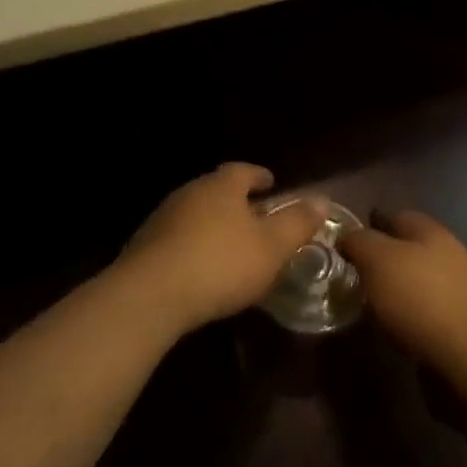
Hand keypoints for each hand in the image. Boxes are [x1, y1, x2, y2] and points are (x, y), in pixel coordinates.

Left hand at [123, 164, 326, 334]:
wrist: (149, 295)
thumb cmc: (220, 264)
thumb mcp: (271, 247)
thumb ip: (297, 223)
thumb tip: (321, 199)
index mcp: (222, 186)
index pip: (243, 170)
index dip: (259, 176)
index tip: (271, 183)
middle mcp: (190, 192)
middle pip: (217, 190)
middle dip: (236, 201)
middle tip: (255, 216)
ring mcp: (163, 218)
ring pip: (196, 213)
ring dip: (213, 224)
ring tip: (230, 244)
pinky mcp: (144, 246)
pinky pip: (178, 238)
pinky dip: (194, 245)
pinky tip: (201, 267)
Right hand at [339, 209, 466, 386]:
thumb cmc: (421, 299)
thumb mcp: (378, 260)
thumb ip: (359, 242)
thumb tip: (348, 236)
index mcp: (430, 230)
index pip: (395, 215)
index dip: (369, 225)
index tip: (344, 243)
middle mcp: (448, 253)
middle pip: (407, 248)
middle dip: (381, 259)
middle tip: (352, 276)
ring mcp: (459, 289)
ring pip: (417, 279)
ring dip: (395, 288)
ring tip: (369, 304)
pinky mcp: (462, 323)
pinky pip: (426, 309)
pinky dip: (409, 314)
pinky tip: (395, 328)